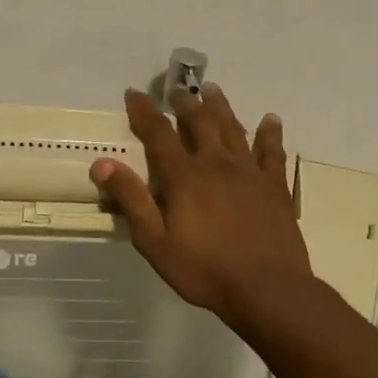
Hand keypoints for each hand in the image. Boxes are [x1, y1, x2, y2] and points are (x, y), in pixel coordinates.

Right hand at [90, 84, 311, 326]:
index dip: (144, 111)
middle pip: (200, 123)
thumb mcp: (154, 242)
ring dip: (221, 107)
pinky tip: (270, 120)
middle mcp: (217, 164)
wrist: (266, 288)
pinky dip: (270, 133)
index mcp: (184, 177)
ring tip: (213, 89)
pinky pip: (272, 151)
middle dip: (186, 103)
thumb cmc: (204, 270)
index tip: (134, 93)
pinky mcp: (274, 186)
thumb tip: (102, 163)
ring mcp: (250, 172)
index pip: (159, 134)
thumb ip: (131, 200)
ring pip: (234, 128)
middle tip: (179, 90)